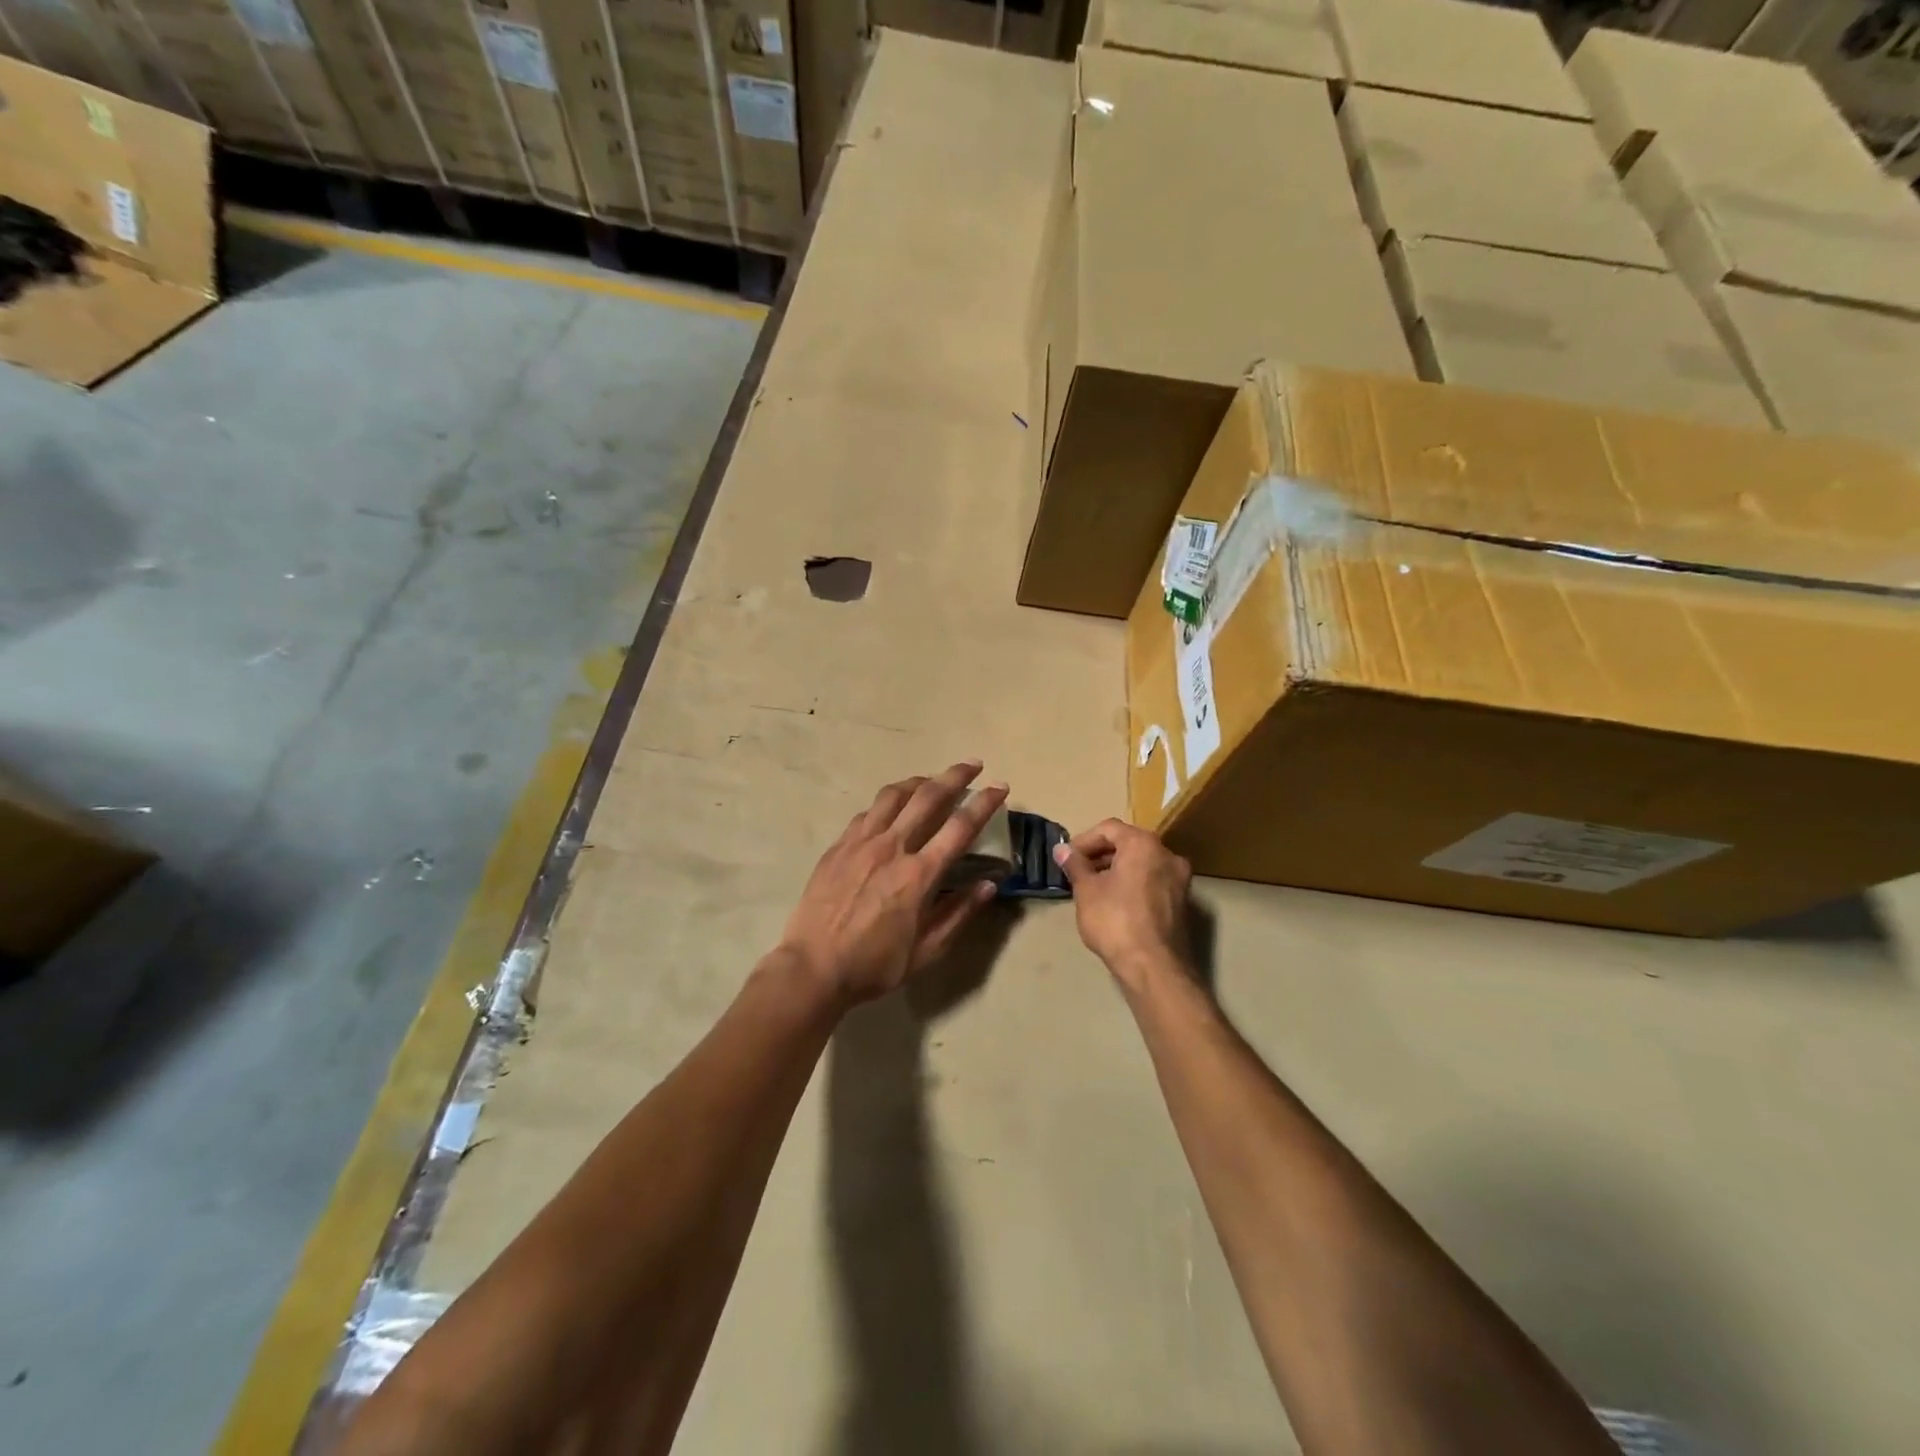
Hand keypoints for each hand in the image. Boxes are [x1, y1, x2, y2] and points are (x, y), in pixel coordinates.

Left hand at [778, 762, 1008, 1005]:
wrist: (813, 967)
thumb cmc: (874, 965)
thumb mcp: (927, 950)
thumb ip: (960, 913)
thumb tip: (989, 885)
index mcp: (919, 875)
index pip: (960, 827)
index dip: (984, 803)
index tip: (999, 787)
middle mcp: (892, 848)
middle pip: (928, 797)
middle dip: (955, 776)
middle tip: (973, 765)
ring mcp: (861, 842)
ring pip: (894, 795)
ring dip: (919, 781)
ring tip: (932, 779)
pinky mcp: (839, 846)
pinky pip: (868, 812)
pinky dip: (887, 802)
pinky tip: (892, 808)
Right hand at [1053, 819, 1193, 993]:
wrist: (1154, 967)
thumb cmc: (1115, 920)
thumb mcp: (1087, 891)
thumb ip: (1075, 865)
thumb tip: (1061, 849)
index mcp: (1143, 844)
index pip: (1109, 829)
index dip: (1084, 840)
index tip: (1067, 858)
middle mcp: (1167, 854)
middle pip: (1128, 843)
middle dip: (1100, 855)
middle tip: (1078, 872)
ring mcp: (1179, 879)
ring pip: (1142, 863)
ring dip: (1116, 870)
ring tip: (1093, 888)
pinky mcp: (1182, 902)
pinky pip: (1152, 881)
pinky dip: (1133, 884)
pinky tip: (1115, 903)